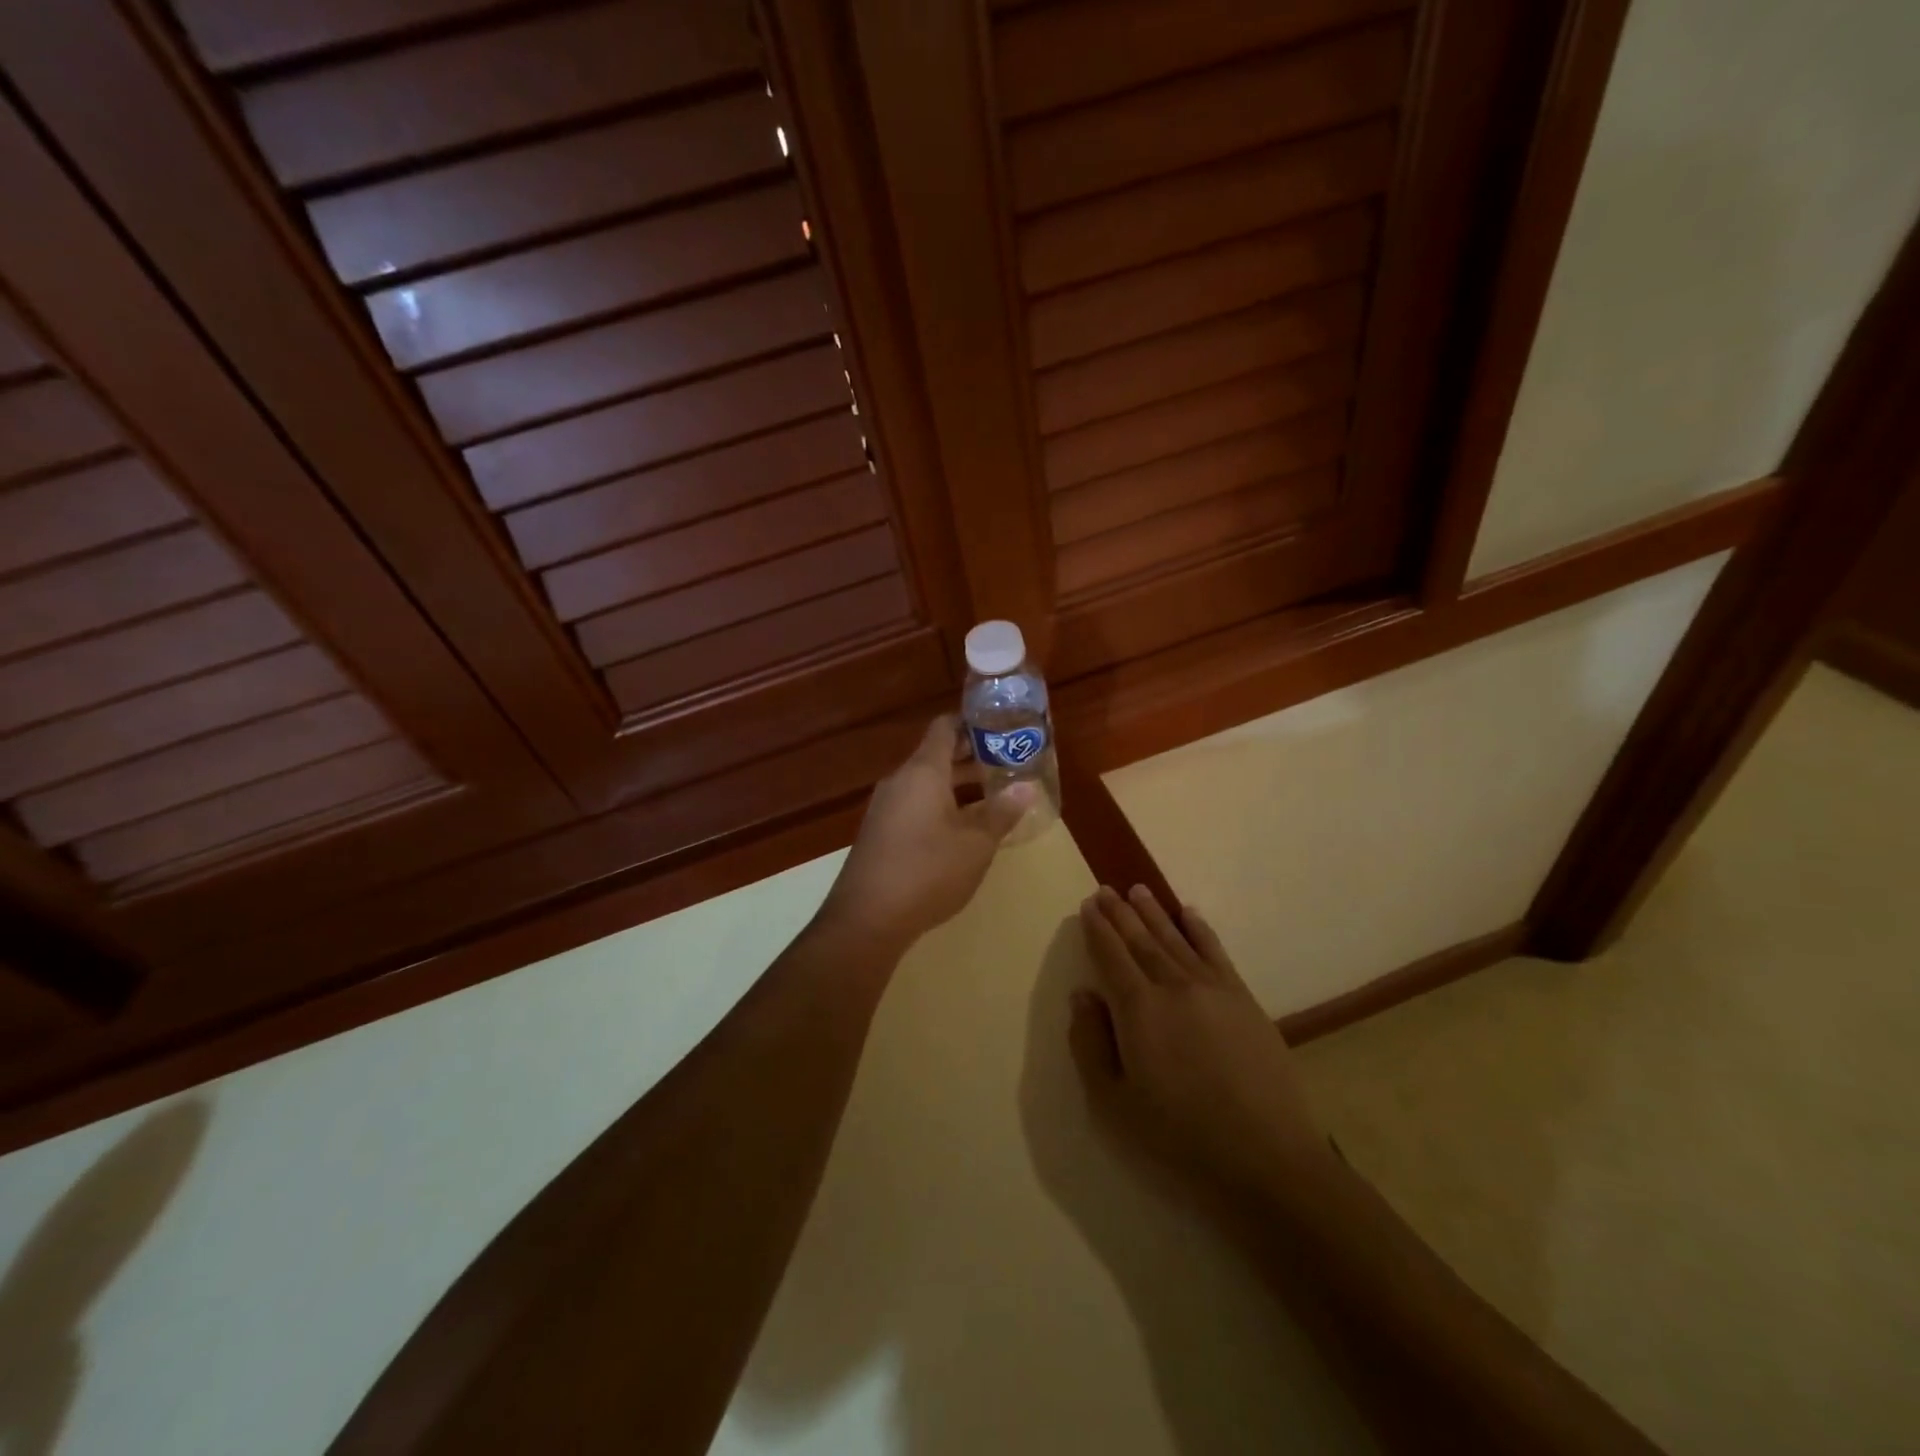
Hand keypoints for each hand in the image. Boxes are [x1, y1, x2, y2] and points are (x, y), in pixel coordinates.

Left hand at [817, 715, 1035, 958]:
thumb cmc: (927, 871)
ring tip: (993, 796)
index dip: (971, 723)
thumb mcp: (976, 844)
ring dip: (957, 786)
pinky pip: (914, 805)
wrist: (867, 918)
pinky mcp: (880, 832)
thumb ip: (1001, 813)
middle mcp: (900, 781)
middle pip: (936, 756)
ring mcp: (885, 807)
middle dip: (971, 757)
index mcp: (923, 772)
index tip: (999, 727)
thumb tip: (1026, 788)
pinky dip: (940, 806)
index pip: (945, 728)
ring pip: (926, 784)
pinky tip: (962, 829)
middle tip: (1007, 763)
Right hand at [1069, 886, 1329, 1204]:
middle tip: (1106, 889)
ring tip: (1138, 890)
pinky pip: (1216, 951)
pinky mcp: (1243, 998)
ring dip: (1155, 912)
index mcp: (1138, 1010)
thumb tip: (1083, 995)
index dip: (1098, 929)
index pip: (1111, 956)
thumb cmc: (1179, 1135)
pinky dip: (1200, 929)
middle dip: (1121, 913)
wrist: (1264, 1156)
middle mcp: (1173, 986)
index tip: (1088, 904)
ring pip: (1175, 939)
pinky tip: (1189, 914)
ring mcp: (1212, 988)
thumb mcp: (1114, 1102)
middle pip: (1141, 940)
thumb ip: (1091, 1044)